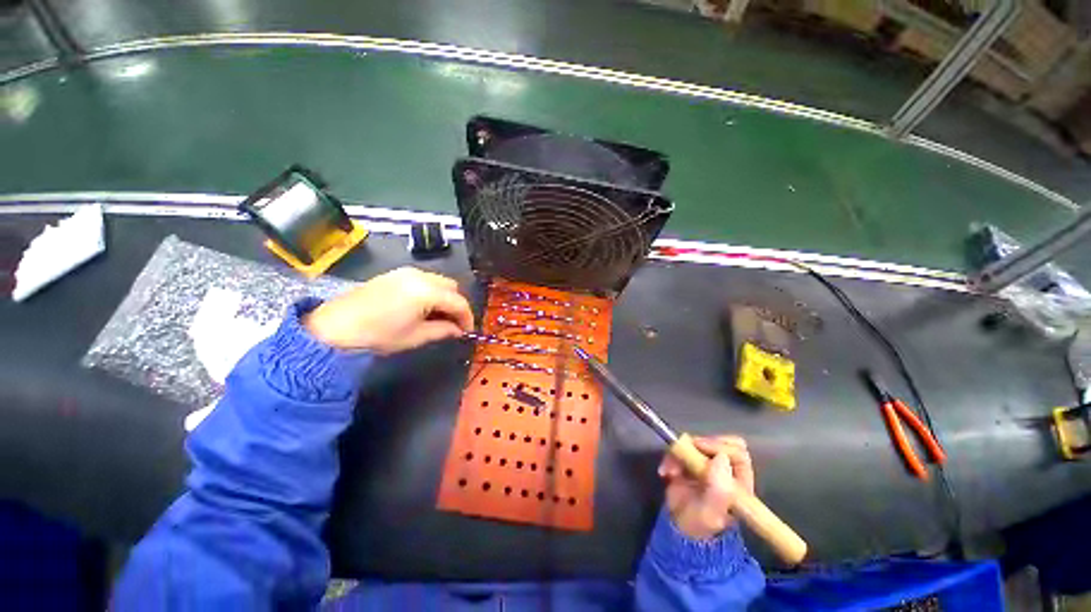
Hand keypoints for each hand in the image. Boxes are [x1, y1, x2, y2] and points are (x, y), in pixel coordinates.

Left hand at [303, 267, 474, 353]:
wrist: (334, 328)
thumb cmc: (379, 335)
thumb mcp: (416, 336)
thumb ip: (443, 330)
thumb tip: (459, 330)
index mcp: (427, 291)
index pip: (458, 302)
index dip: (468, 317)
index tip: (468, 331)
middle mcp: (420, 275)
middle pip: (452, 287)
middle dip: (457, 305)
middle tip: (454, 324)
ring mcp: (405, 272)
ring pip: (438, 282)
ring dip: (444, 298)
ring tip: (439, 317)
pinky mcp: (394, 274)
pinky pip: (423, 280)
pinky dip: (431, 292)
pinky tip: (423, 308)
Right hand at [658, 436, 754, 539]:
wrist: (679, 531)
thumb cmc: (699, 525)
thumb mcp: (711, 513)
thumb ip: (719, 490)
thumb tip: (721, 458)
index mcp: (739, 482)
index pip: (737, 452)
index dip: (718, 446)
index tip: (698, 447)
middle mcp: (725, 470)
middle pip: (718, 442)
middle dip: (697, 446)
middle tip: (683, 454)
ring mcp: (707, 464)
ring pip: (697, 443)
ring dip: (680, 453)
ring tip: (670, 471)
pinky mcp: (690, 462)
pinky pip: (681, 449)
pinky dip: (671, 456)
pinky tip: (665, 472)